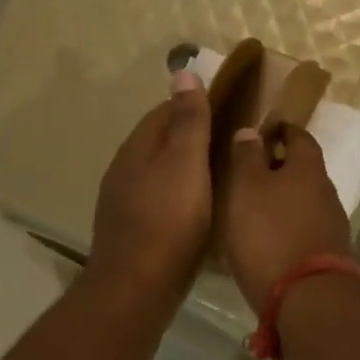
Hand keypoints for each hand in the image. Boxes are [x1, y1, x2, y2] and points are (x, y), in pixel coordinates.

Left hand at [88, 71, 212, 312]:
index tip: (230, 107)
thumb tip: (183, 71)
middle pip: (161, 143)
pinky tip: (202, 209)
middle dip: (193, 137)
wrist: (137, 288)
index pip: (164, 112)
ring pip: (161, 174)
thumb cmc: (167, 222)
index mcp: (137, 149)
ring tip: (223, 173)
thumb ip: (187, 121)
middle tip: (233, 142)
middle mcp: (125, 171)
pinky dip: (182, 197)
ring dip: (187, 169)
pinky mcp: (135, 232)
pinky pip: (162, 202)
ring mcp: (126, 204)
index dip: (195, 104)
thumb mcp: (185, 164)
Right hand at [221, 126, 353, 315]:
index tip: (264, 131)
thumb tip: (251, 131)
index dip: (282, 130)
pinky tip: (270, 239)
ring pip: (306, 201)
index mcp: (308, 168)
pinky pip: (306, 229)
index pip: (299, 136)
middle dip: (282, 167)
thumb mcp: (246, 188)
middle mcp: (326, 191)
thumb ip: (247, 157)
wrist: (307, 295)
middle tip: (253, 172)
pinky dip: (289, 226)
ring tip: (256, 208)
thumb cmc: (269, 233)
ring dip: (285, 200)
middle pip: (305, 170)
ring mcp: (332, 225)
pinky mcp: (329, 254)